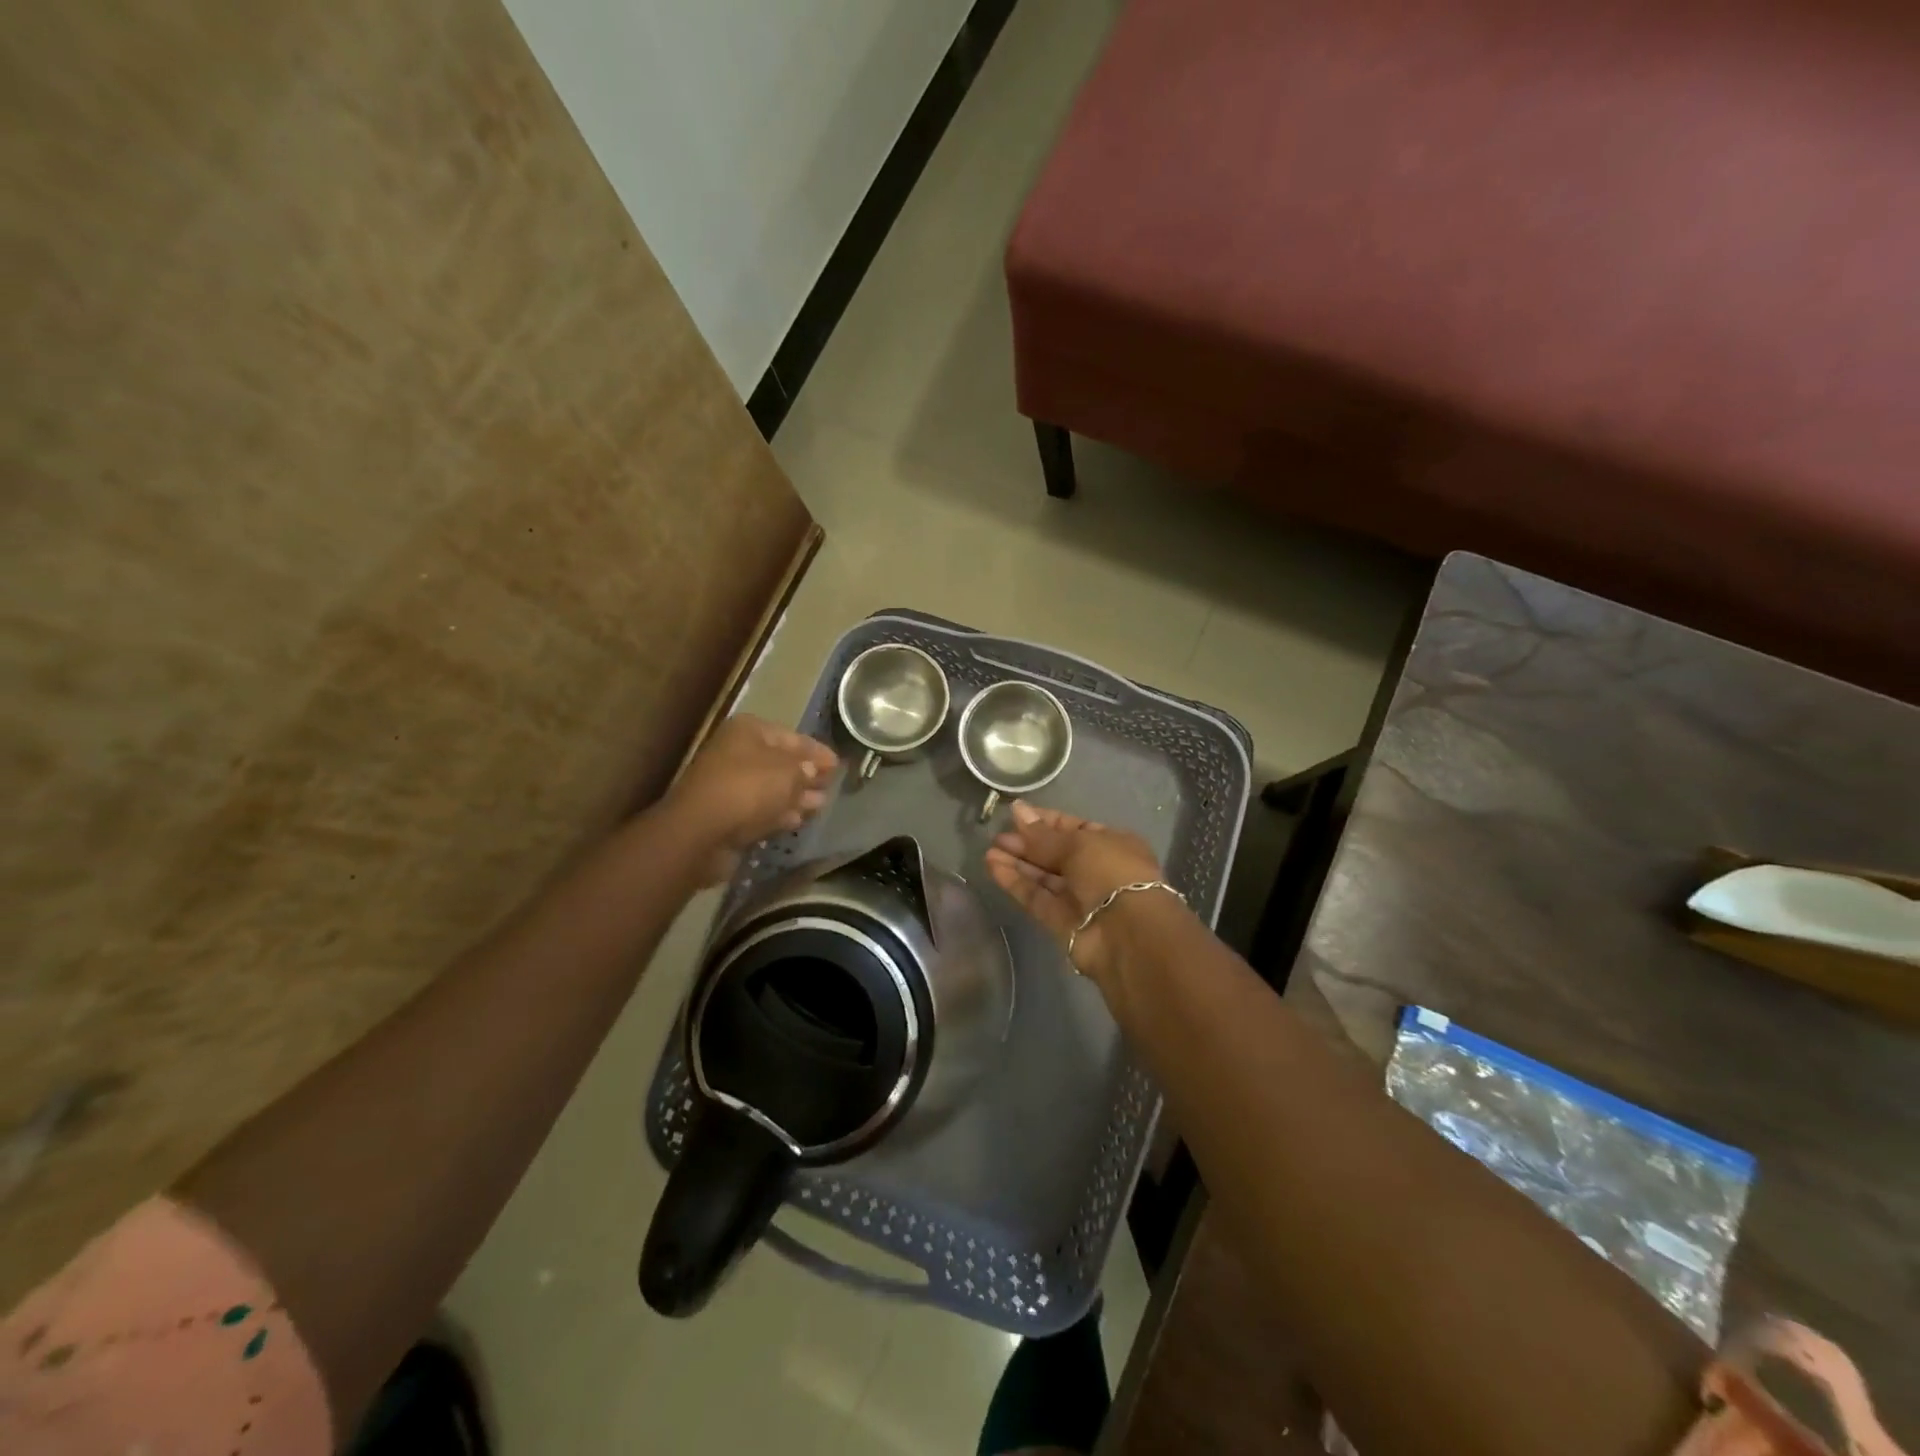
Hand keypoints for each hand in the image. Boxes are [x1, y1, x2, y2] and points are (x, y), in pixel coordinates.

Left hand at [668, 715, 837, 884]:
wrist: (700, 831)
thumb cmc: (748, 789)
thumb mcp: (788, 772)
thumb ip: (806, 768)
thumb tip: (813, 770)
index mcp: (748, 731)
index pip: (792, 737)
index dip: (817, 750)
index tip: (838, 764)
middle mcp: (736, 752)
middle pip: (780, 761)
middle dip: (807, 774)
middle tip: (831, 784)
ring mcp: (729, 784)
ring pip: (771, 787)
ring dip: (796, 795)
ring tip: (820, 804)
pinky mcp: (726, 813)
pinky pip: (760, 809)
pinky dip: (779, 812)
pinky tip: (798, 819)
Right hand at [984, 800, 1167, 982]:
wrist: (1126, 933)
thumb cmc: (1110, 872)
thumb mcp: (1078, 843)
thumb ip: (1043, 835)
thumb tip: (1017, 811)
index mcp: (1111, 844)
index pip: (1074, 827)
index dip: (1045, 821)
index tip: (1015, 814)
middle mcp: (1096, 869)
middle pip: (1055, 853)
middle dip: (1027, 843)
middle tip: (998, 836)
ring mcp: (1079, 898)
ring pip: (1043, 876)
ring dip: (1018, 863)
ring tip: (989, 850)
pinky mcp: (1061, 922)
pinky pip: (1037, 897)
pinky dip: (1016, 883)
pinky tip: (993, 867)